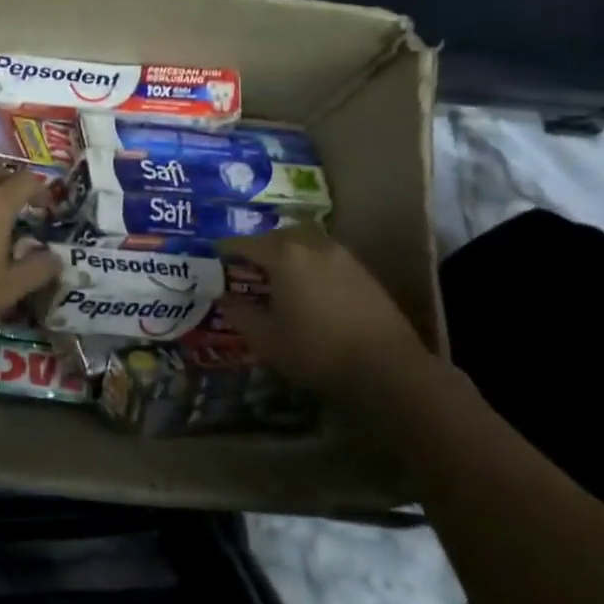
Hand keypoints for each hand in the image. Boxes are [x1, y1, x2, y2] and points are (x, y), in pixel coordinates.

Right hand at [215, 229, 428, 394]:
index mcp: (284, 256)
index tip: (216, 253)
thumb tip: (224, 298)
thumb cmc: (317, 351)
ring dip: (289, 250)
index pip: (247, 244)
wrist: (387, 368)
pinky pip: (327, 255)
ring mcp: (342, 256)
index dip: (228, 248)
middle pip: (279, 235)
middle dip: (260, 245)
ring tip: (279, 270)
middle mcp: (312, 246)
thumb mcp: (267, 340)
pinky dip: (311, 261)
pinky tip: (310, 284)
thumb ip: (241, 315)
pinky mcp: (363, 272)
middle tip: (248, 261)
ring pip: (306, 241)